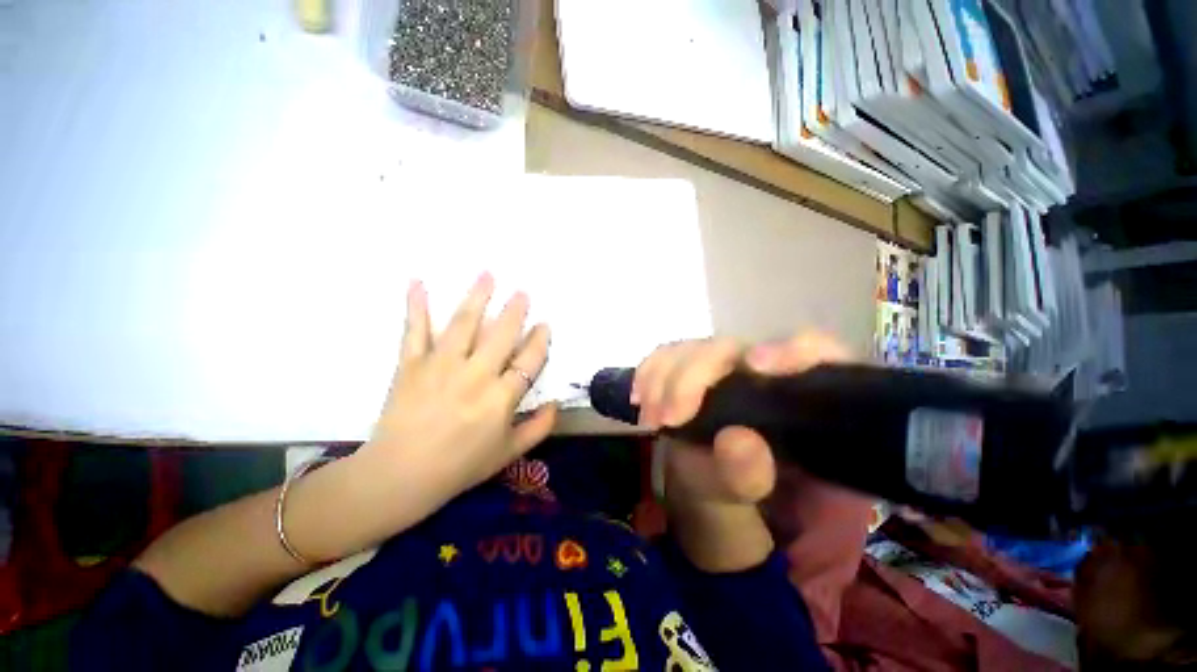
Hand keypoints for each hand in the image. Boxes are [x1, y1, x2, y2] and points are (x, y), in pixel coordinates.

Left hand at [355, 273, 557, 515]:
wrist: (399, 477)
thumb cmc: (459, 467)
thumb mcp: (508, 454)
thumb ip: (538, 428)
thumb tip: (557, 404)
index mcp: (500, 398)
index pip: (529, 360)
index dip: (540, 340)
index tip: (544, 326)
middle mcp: (475, 376)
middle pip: (501, 334)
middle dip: (515, 311)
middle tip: (522, 292)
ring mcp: (441, 366)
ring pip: (464, 324)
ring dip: (477, 297)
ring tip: (487, 274)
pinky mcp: (411, 365)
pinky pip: (415, 330)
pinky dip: (416, 306)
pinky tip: (418, 282)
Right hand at [633, 333, 849, 571]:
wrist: (706, 469)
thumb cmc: (736, 478)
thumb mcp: (744, 489)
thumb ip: (749, 475)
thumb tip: (739, 440)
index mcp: (792, 389)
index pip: (811, 350)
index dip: (789, 349)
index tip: (757, 365)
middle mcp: (756, 364)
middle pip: (727, 347)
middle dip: (690, 377)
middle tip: (667, 418)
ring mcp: (720, 360)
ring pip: (692, 347)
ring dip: (662, 377)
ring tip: (650, 417)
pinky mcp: (690, 362)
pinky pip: (666, 354)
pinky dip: (648, 372)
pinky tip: (639, 396)